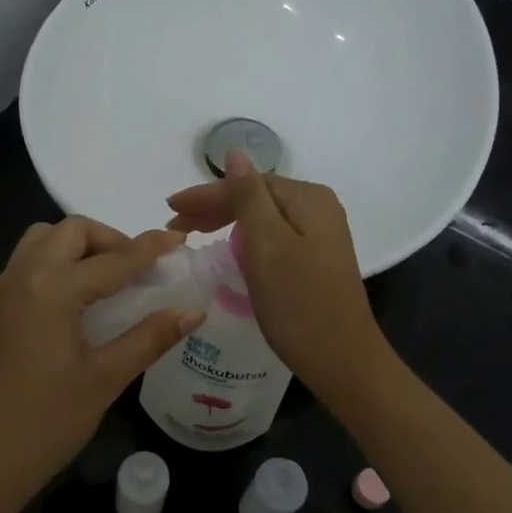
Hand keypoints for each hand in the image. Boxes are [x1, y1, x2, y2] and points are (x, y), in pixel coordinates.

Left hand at [0, 218, 204, 512]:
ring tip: (110, 280)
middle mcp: (24, 275)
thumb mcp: (103, 380)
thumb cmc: (43, 425)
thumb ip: (150, 338)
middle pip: (72, 231)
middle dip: (111, 239)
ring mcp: (4, 291)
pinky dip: (58, 262)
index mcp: (53, 288)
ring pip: (44, 240)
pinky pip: (29, 263)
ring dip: (80, 246)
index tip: (181, 239)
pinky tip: (79, 300)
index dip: (151, 248)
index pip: (114, 259)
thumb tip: (193, 311)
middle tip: (141, 269)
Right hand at [166, 152, 391, 398]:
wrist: (342, 361)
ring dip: (226, 222)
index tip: (169, 209)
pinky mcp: (316, 259)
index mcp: (308, 198)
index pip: (247, 183)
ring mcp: (320, 234)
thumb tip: (235, 152)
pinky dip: (245, 239)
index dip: (206, 195)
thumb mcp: (267, 245)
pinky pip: (272, 237)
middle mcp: (318, 208)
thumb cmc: (298, 303)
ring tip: (192, 235)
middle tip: (175, 226)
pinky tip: (228, 249)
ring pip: (263, 218)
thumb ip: (248, 196)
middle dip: (213, 207)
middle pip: (256, 197)